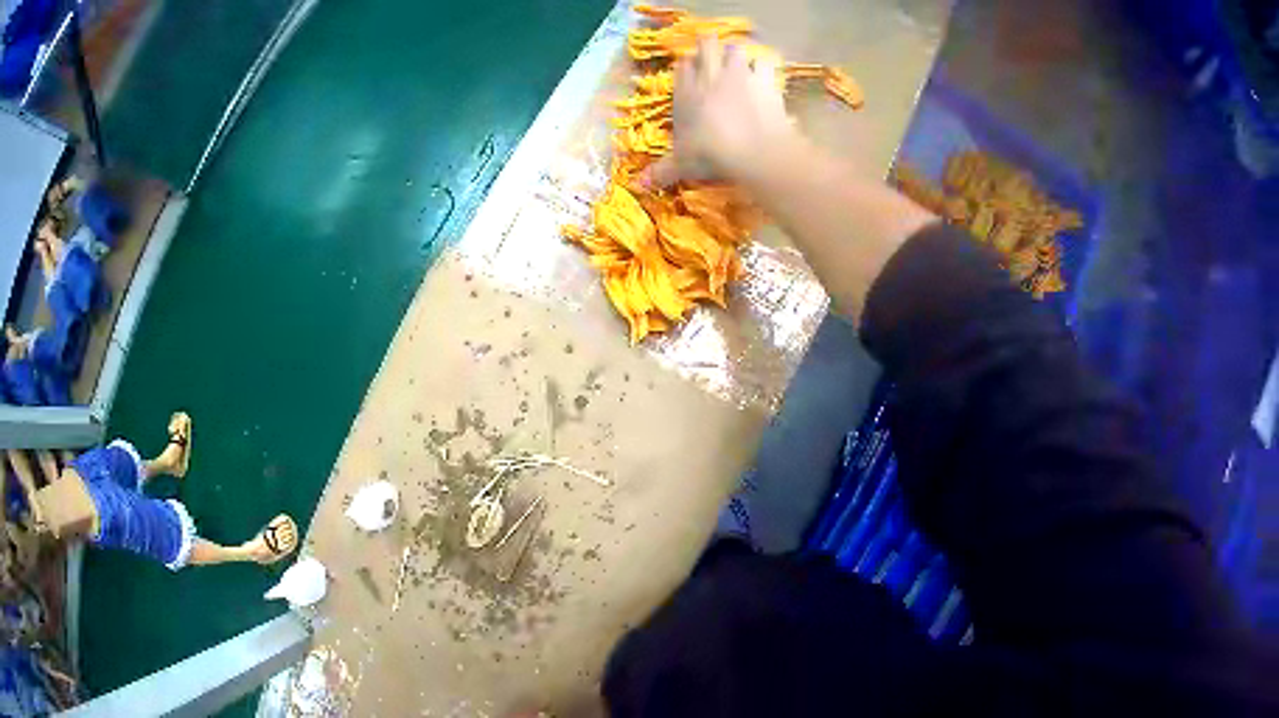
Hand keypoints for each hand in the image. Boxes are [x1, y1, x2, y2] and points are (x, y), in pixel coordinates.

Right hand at [644, 37, 796, 187]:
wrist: (752, 149)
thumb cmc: (710, 154)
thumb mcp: (682, 164)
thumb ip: (662, 171)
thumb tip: (638, 185)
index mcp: (685, 92)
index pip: (682, 66)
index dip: (687, 66)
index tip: (690, 71)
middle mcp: (710, 76)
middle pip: (706, 45)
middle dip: (710, 48)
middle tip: (714, 59)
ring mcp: (738, 74)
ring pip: (735, 48)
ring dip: (737, 54)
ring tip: (740, 65)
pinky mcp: (764, 80)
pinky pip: (764, 62)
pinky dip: (765, 67)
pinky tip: (765, 76)